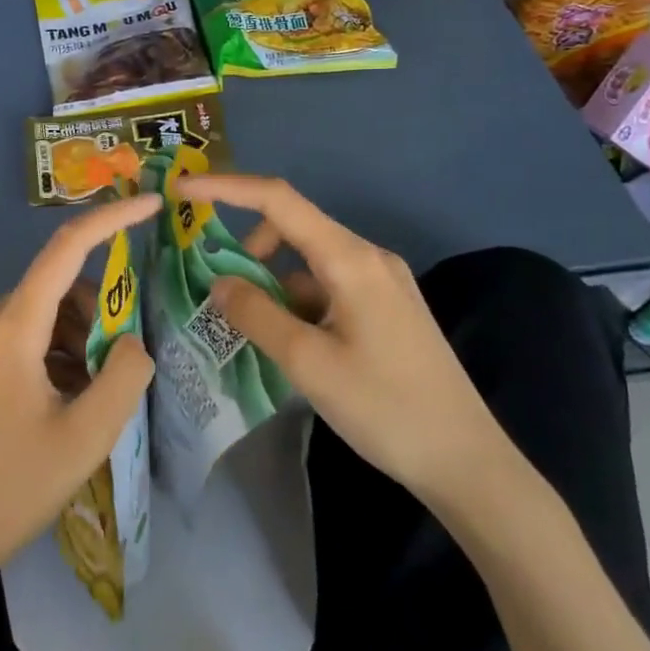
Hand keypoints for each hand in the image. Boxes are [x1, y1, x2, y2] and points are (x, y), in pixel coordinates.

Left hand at [0, 194, 160, 580]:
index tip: (151, 203)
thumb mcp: (85, 439)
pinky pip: (18, 335)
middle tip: (117, 367)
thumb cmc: (10, 487)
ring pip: (40, 314)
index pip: (67, 247)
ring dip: (74, 339)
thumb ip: (125, 377)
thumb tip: (132, 342)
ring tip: (86, 397)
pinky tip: (58, 401)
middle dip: (98, 315)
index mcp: (12, 327)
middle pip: (59, 289)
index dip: (112, 218)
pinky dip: (49, 353)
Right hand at [178, 174, 512, 508]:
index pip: (278, 200)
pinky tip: (294, 347)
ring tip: (255, 331)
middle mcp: (368, 256)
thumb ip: (257, 315)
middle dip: (249, 248)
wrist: (467, 462)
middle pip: (294, 228)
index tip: (182, 191)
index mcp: (350, 259)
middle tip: (218, 289)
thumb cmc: (386, 409)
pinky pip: (329, 286)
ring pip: (310, 262)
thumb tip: (220, 282)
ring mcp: (382, 282)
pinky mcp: (387, 307)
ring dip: (274, 282)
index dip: (226, 189)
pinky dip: (299, 303)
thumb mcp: (309, 364)